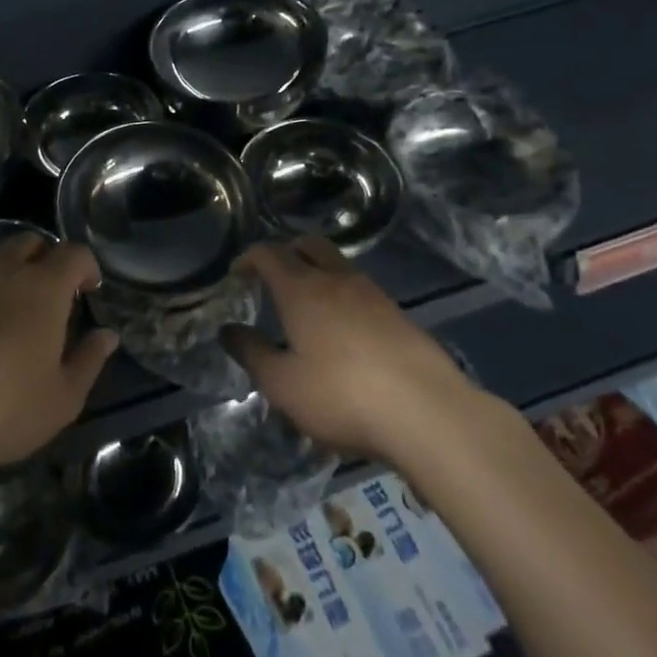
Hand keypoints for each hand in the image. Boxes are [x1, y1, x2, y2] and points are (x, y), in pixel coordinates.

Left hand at [0, 234, 115, 489]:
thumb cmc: (4, 411)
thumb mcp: (63, 398)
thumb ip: (89, 360)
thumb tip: (108, 335)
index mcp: (43, 287)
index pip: (74, 254)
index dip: (86, 266)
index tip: (87, 289)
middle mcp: (2, 268)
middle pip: (29, 242)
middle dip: (44, 258)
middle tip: (45, 290)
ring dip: (3, 262)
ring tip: (2, 290)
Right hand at [222, 236, 481, 460]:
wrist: (427, 412)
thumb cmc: (342, 396)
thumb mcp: (283, 385)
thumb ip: (252, 354)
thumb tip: (229, 330)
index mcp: (302, 289)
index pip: (268, 254)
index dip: (248, 259)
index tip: (237, 275)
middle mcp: (336, 280)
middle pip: (308, 245)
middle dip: (286, 253)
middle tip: (271, 279)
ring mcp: (372, 294)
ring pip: (337, 265)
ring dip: (317, 272)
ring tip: (307, 307)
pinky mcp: (398, 314)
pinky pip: (360, 290)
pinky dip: (342, 296)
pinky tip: (342, 331)